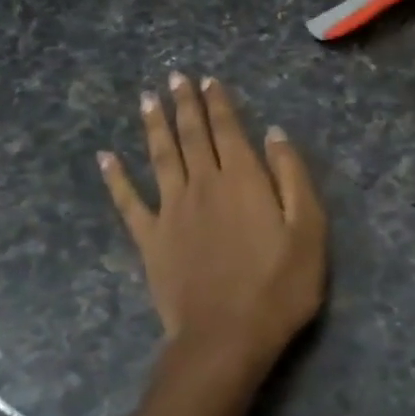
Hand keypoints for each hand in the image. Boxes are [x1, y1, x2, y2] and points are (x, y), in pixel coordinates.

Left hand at [100, 73, 326, 388]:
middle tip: (175, 77)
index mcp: (243, 179)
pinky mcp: (150, 239)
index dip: (218, 103)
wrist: (227, 337)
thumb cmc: (279, 286)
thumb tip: (274, 134)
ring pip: (160, 156)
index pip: (228, 129)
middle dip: (184, 103)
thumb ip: (292, 177)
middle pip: (192, 135)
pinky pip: (128, 202)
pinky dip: (116, 178)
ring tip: (147, 99)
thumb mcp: (308, 230)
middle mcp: (203, 184)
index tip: (208, 80)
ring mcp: (171, 210)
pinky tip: (106, 158)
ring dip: (154, 126)